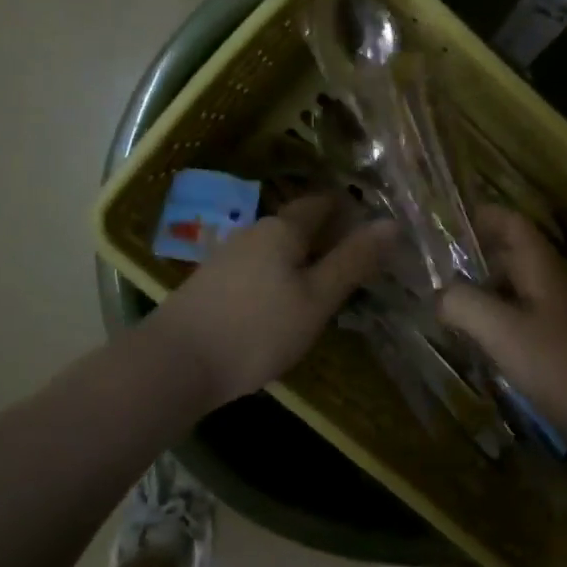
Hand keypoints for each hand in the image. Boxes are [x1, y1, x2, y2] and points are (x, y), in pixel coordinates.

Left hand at [149, 195, 397, 406]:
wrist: (174, 364)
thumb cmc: (257, 329)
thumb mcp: (316, 299)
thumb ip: (353, 261)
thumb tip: (392, 223)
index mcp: (282, 228)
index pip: (323, 202)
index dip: (350, 210)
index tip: (375, 230)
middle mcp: (253, 232)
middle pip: (299, 224)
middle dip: (328, 237)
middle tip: (359, 264)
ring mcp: (227, 256)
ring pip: (277, 249)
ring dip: (303, 260)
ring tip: (327, 288)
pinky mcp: (211, 283)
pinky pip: (258, 269)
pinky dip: (279, 278)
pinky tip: (284, 306)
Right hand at [438, 207, 566, 457]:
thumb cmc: (565, 367)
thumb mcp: (504, 332)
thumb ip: (464, 305)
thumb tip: (438, 295)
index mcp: (543, 268)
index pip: (513, 224)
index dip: (482, 216)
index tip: (445, 221)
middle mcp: (556, 286)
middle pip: (513, 259)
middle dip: (474, 263)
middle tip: (431, 276)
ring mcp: (566, 320)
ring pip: (518, 295)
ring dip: (485, 299)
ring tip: (447, 315)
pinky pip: (527, 327)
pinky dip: (501, 329)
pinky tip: (482, 351)